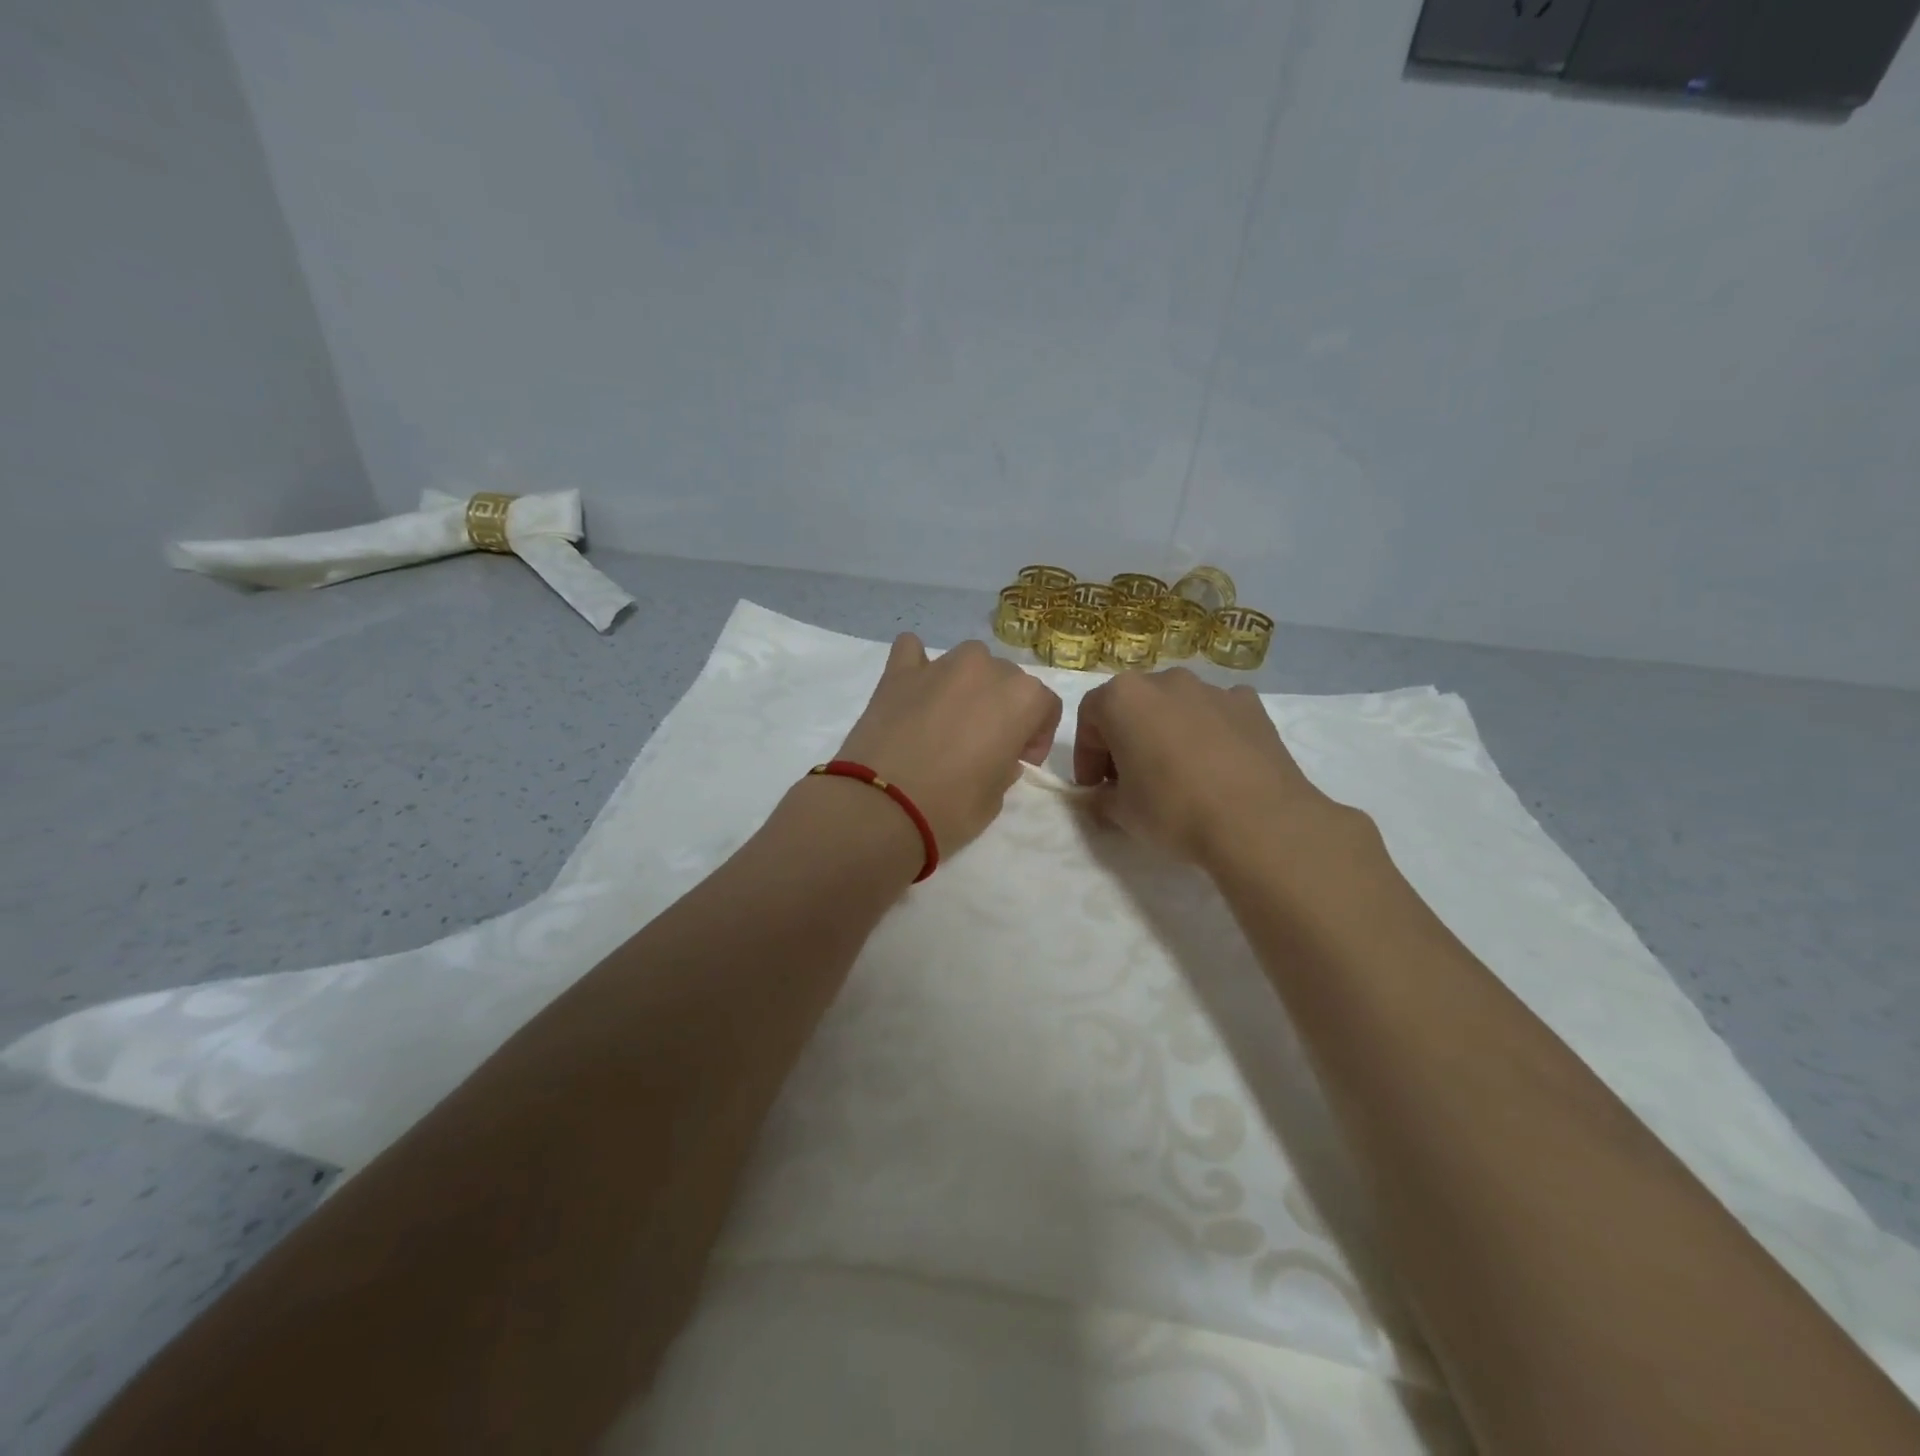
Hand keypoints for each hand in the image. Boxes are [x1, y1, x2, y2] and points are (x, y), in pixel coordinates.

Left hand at [837, 635, 1062, 855]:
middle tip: (984, 743)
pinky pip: (913, 651)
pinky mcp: (897, 671)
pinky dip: (918, 665)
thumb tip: (997, 754)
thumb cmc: (950, 808)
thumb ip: (1004, 766)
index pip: (1045, 704)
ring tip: (950, 717)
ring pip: (967, 660)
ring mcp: (939, 665)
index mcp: (1021, 698)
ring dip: (967, 683)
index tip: (1022, 759)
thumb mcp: (996, 798)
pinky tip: (914, 689)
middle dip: (1003, 706)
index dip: (1037, 733)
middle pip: (1007, 678)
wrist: (880, 807)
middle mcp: (985, 669)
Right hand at [1073, 668, 1347, 866]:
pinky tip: (1217, 767)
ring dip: (1166, 733)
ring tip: (1177, 775)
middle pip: (1133, 706)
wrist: (1259, 822)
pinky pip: (1216, 714)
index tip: (1095, 788)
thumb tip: (1098, 797)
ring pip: (1175, 707)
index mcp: (1123, 697)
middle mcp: (1165, 681)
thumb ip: (1099, 799)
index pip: (1089, 718)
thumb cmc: (1173, 810)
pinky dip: (1209, 732)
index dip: (1087, 756)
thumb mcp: (1121, 813)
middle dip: (1125, 740)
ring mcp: (1212, 689)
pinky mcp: (1250, 705)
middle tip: (1130, 782)